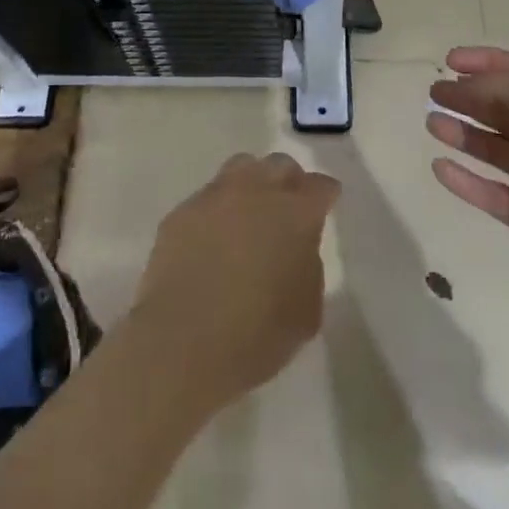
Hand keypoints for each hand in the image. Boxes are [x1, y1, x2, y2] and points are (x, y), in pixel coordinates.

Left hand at [131, 153, 338, 409]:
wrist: (183, 342)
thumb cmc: (257, 334)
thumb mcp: (307, 310)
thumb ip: (308, 265)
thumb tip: (296, 248)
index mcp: (296, 213)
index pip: (321, 186)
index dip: (325, 195)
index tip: (326, 205)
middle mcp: (256, 191)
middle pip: (280, 166)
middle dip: (289, 181)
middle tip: (287, 208)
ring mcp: (215, 197)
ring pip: (241, 168)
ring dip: (252, 184)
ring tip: (249, 213)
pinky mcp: (181, 212)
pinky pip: (207, 199)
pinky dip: (217, 211)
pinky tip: (212, 239)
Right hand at [427, 47, 508, 315]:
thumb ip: (497, 89)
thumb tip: (463, 88)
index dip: (484, 61)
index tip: (448, 61)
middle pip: (502, 108)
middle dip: (467, 97)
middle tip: (433, 94)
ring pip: (493, 149)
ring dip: (462, 133)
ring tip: (431, 124)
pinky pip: (489, 192)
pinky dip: (464, 180)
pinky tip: (439, 167)